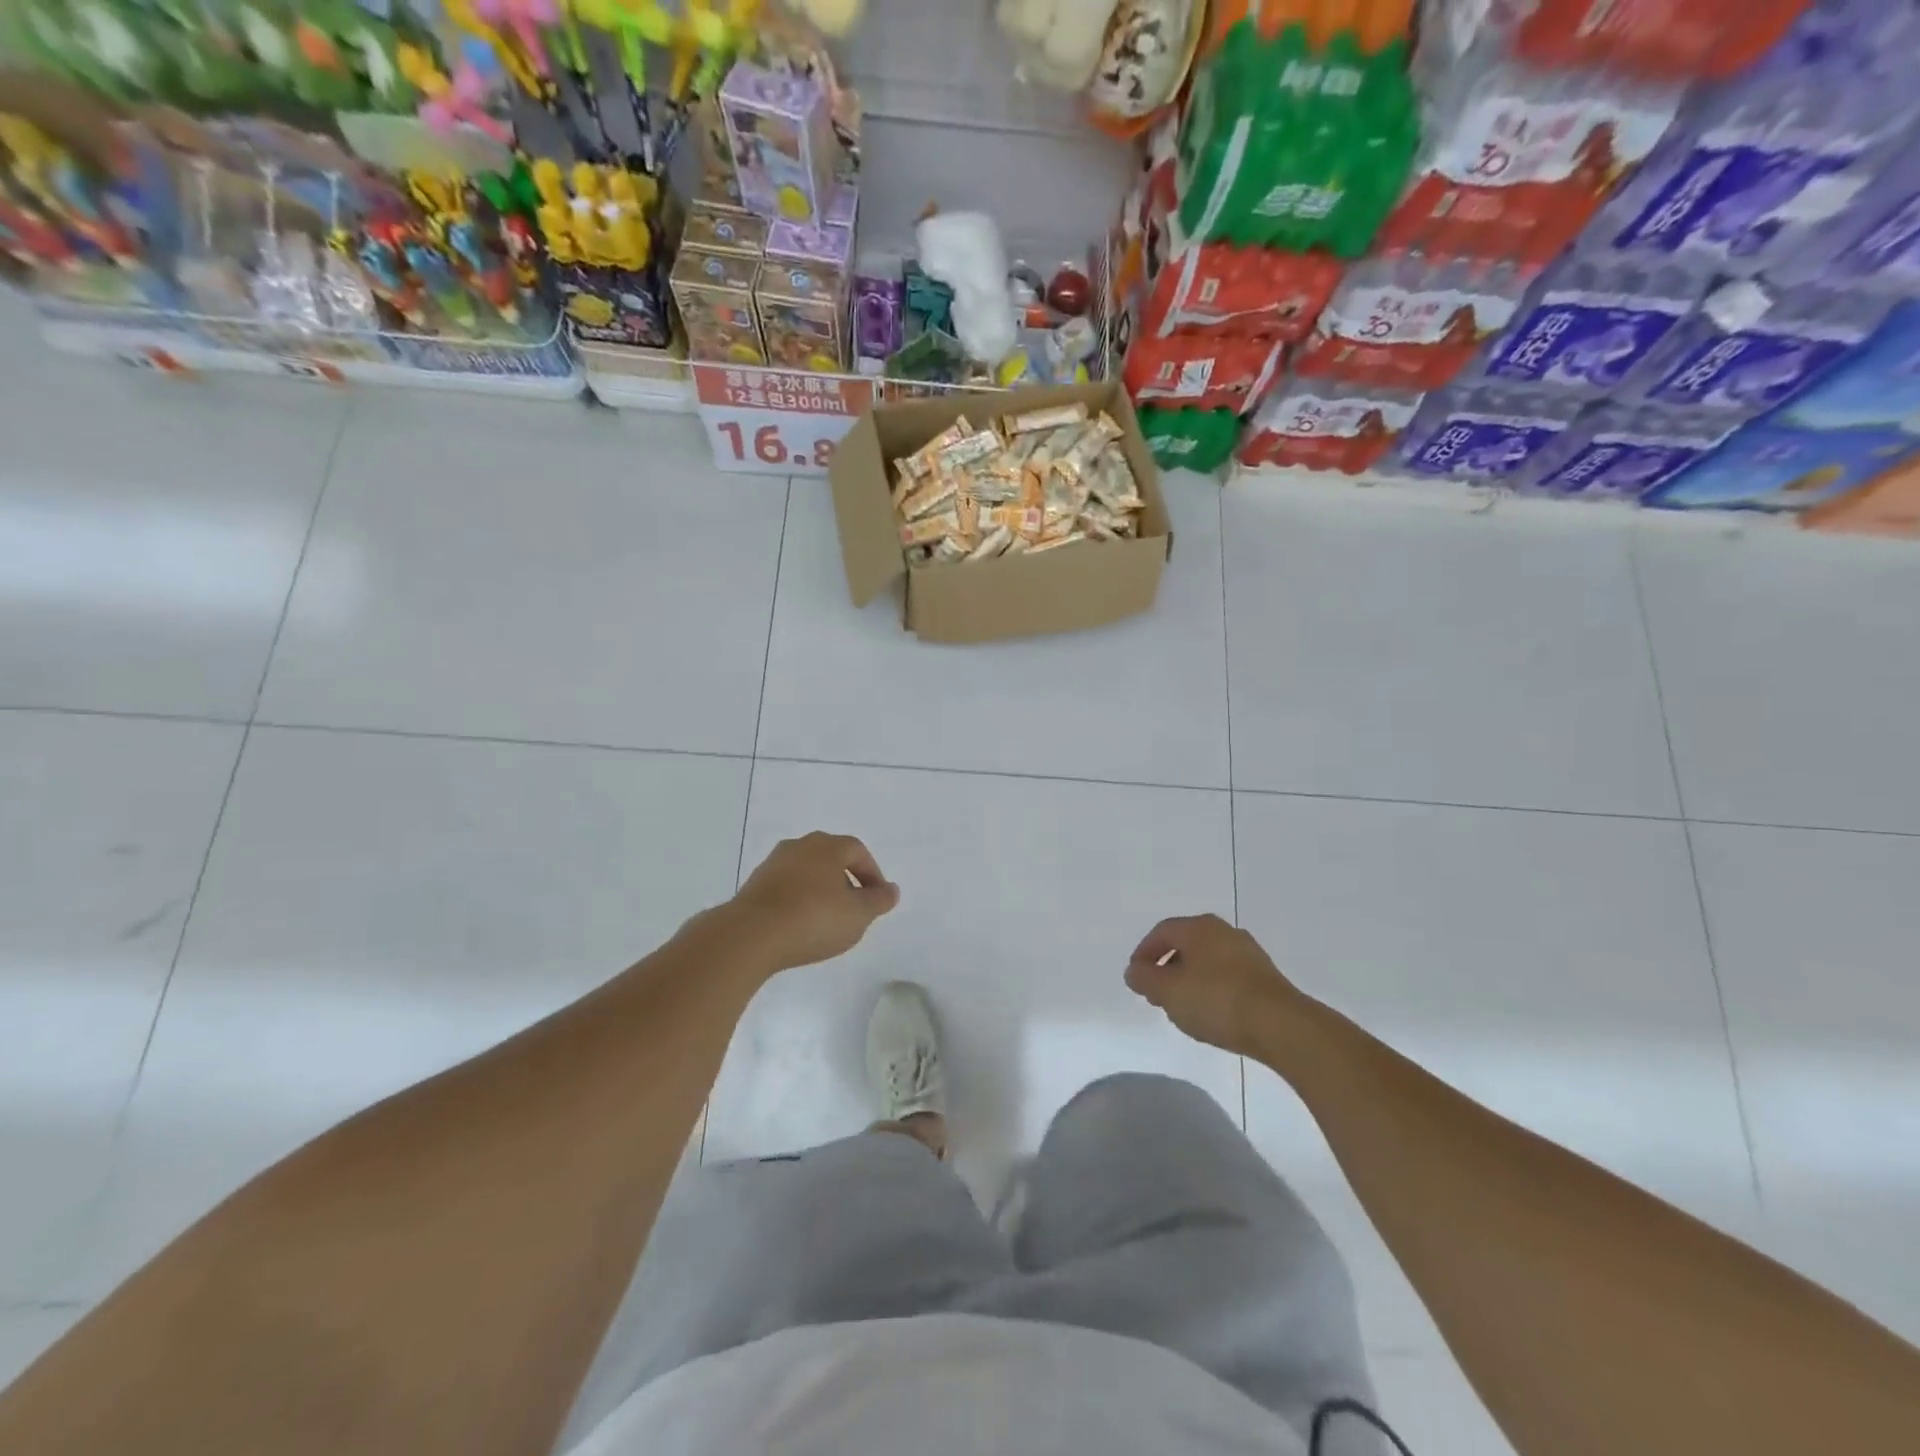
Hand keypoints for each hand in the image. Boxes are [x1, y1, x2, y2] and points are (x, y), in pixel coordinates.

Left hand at [728, 832, 899, 970]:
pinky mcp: (754, 885)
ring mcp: (773, 864)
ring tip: (827, 919)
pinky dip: (798, 901)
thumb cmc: (813, 919)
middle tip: (854, 907)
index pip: (858, 851)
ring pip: (806, 873)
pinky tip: (800, 925)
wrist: (751, 935)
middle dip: (846, 880)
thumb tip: (890, 890)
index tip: (877, 899)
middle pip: (830, 858)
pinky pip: (786, 888)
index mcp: (828, 846)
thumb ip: (878, 901)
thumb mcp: (858, 915)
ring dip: (820, 891)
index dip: (872, 874)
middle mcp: (799, 846)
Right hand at [1125, 914, 1302, 1056]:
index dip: (1143, 953)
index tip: (1136, 978)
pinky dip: (1213, 990)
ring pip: (1208, 962)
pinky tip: (1212, 1014)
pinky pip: (1228, 977)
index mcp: (1199, 927)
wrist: (1280, 1025)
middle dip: (1166, 968)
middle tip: (1156, 994)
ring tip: (1183, 1008)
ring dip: (1190, 980)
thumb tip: (1134, 971)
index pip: (1161, 932)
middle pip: (1186, 945)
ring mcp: (1249, 954)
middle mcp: (1224, 932)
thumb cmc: (1216, 1000)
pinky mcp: (1266, 977)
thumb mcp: (1168, 992)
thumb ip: (1145, 979)